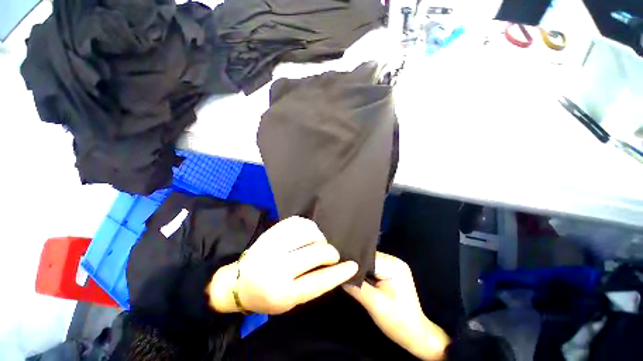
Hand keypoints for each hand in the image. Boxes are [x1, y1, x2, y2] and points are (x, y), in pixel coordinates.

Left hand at [209, 216, 357, 314]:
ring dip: (319, 237)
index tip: (353, 265)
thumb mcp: (290, 300)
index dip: (339, 273)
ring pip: (307, 233)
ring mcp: (272, 246)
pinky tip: (309, 232)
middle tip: (332, 254)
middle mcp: (276, 268)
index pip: (318, 281)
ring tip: (319, 242)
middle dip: (329, 252)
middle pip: (315, 253)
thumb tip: (334, 267)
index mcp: (282, 293)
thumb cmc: (268, 295)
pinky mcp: (271, 232)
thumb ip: (312, 284)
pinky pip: (297, 222)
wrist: (238, 283)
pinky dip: (308, 226)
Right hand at [343, 252, 449, 359]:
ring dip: (360, 270)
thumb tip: (340, 274)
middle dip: (356, 266)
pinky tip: (358, 278)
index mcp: (393, 265)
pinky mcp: (391, 271)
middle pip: (368, 258)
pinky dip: (366, 273)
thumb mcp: (374, 304)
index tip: (340, 267)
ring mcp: (393, 265)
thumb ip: (356, 286)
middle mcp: (394, 260)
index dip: (353, 263)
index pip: (367, 258)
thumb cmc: (397, 321)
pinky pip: (373, 267)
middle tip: (341, 271)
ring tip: (347, 274)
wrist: (415, 335)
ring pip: (369, 262)